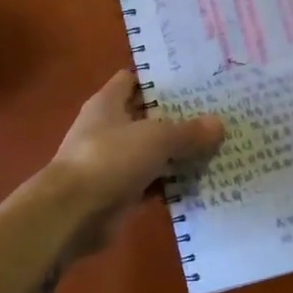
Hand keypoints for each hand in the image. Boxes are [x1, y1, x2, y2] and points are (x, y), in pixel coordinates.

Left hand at [44, 70, 224, 260]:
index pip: (133, 80)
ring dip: (177, 153)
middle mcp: (108, 128)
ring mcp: (113, 162)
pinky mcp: (119, 192)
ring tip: (217, 147)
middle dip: (177, 117)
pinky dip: (171, 183)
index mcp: (107, 103)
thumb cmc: (110, 159)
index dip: (159, 79)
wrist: (73, 213)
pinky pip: (152, 182)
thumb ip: (187, 131)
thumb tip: (219, 124)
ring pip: (152, 152)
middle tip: (216, 114)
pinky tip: (201, 182)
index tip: (192, 80)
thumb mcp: (156, 138)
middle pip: (147, 117)